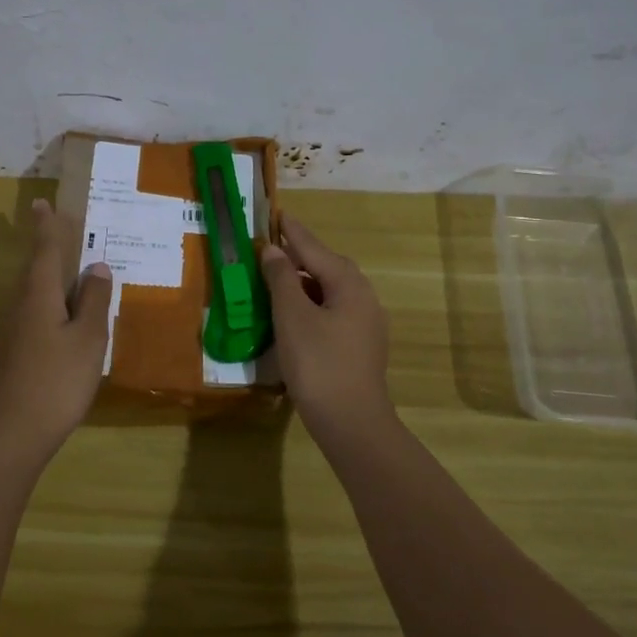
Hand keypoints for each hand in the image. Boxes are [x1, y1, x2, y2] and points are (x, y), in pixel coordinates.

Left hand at [0, 198, 113, 454]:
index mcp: (39, 295)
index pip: (44, 251)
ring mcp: (17, 331)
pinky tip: (67, 313)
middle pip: (35, 268)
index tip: (41, 203)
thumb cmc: (56, 379)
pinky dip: (53, 301)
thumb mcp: (87, 338)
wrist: (14, 432)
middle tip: (57, 226)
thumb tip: (97, 266)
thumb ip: (93, 300)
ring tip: (70, 266)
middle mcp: (23, 306)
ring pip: (35, 291)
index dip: (46, 227)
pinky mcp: (19, 352)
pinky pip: (38, 312)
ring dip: (50, 274)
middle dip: (46, 246)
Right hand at [261, 216, 394, 440]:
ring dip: (304, 283)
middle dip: (299, 256)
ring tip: (276, 281)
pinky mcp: (361, 345)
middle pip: (327, 267)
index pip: (314, 248)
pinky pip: (333, 311)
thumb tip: (272, 249)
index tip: (278, 214)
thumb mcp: (292, 316)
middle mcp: (363, 297)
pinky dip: (311, 304)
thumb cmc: (318, 363)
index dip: (292, 232)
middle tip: (270, 249)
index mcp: (349, 284)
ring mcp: (366, 323)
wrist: (351, 422)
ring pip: (330, 291)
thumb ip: (282, 278)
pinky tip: (294, 315)